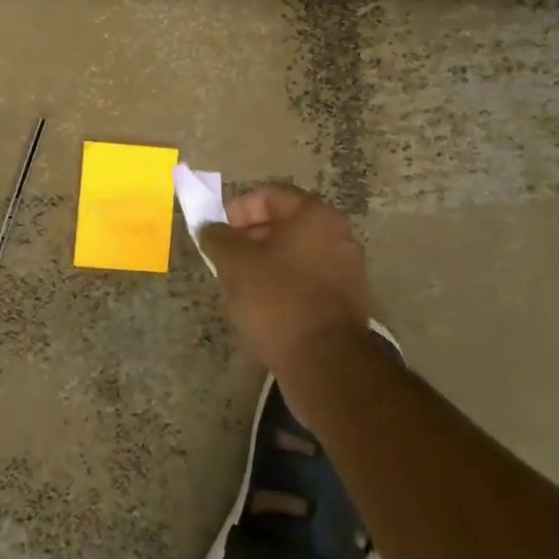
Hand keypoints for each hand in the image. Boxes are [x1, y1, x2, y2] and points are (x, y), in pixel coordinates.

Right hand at [199, 184, 371, 369]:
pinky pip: (308, 280)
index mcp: (315, 217)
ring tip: (240, 283)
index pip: (271, 195)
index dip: (239, 207)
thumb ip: (217, 237)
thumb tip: (210, 228)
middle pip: (286, 224)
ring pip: (297, 254)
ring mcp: (348, 272)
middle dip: (251, 236)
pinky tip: (264, 305)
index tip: (220, 230)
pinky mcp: (347, 304)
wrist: (325, 363)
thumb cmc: (276, 298)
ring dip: (266, 261)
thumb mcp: (233, 261)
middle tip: (226, 256)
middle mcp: (339, 237)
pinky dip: (285, 284)